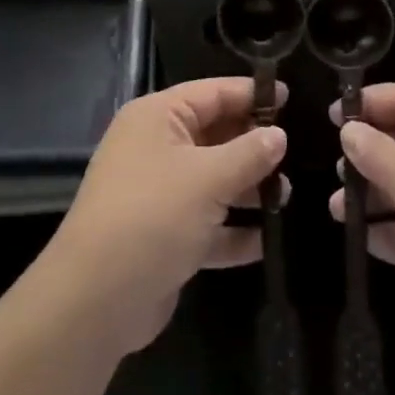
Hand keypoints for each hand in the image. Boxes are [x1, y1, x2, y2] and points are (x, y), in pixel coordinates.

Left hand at [45, 78, 287, 357]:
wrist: (96, 300)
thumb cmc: (154, 217)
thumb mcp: (209, 178)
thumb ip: (250, 153)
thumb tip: (278, 135)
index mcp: (157, 118)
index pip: (212, 93)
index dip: (252, 95)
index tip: (292, 99)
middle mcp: (155, 148)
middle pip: (214, 136)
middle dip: (253, 146)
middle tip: (298, 154)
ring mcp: (157, 194)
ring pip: (212, 180)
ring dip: (247, 190)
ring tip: (287, 197)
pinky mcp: (162, 236)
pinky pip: (205, 223)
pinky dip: (232, 231)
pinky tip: (265, 241)